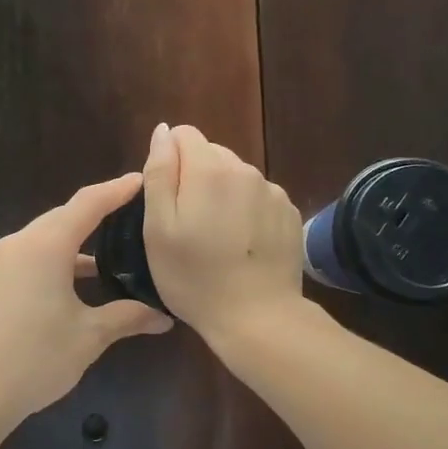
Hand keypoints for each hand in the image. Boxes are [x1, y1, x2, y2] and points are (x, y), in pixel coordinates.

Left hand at [0, 173, 173, 430]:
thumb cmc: (34, 358)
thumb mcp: (88, 336)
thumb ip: (127, 317)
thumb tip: (164, 317)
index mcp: (45, 245)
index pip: (88, 203)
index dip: (117, 190)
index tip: (142, 179)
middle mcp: (20, 243)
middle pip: (65, 217)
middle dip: (99, 213)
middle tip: (134, 213)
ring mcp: (0, 263)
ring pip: (47, 238)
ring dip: (78, 241)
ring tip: (114, 248)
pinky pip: (32, 257)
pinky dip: (59, 260)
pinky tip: (80, 282)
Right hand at [142, 124, 304, 345]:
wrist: (258, 317)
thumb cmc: (194, 277)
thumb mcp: (158, 229)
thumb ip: (159, 173)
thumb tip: (163, 131)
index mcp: (209, 169)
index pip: (183, 135)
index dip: (168, 162)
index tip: (166, 200)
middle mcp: (245, 169)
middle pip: (210, 154)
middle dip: (195, 178)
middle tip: (187, 226)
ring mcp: (272, 191)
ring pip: (235, 177)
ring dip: (222, 195)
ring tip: (216, 239)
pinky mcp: (289, 213)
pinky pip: (258, 198)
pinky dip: (246, 212)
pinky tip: (242, 246)